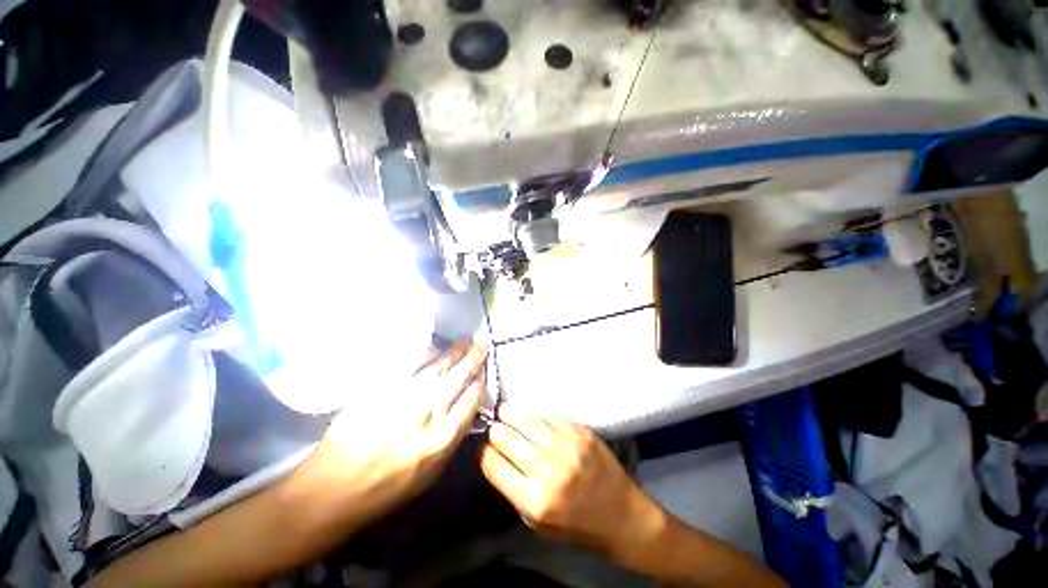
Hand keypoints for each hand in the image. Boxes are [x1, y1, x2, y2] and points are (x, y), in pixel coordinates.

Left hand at [296, 343, 486, 528]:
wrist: (336, 488)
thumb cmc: (388, 488)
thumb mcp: (432, 473)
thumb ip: (453, 438)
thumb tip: (467, 409)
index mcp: (444, 437)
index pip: (473, 398)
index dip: (480, 382)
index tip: (482, 375)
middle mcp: (430, 412)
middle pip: (460, 375)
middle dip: (474, 358)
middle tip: (481, 344)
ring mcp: (405, 396)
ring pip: (439, 365)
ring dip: (455, 350)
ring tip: (465, 341)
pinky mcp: (383, 388)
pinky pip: (411, 363)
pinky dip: (427, 353)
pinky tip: (435, 348)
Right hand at [480, 405, 665, 559]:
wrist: (622, 515)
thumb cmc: (577, 525)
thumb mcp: (538, 522)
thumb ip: (515, 489)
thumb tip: (497, 457)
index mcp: (534, 499)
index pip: (494, 465)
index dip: (484, 453)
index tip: (484, 447)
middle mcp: (548, 469)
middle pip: (508, 439)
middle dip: (495, 430)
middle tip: (493, 426)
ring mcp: (566, 446)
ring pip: (528, 421)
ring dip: (511, 414)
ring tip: (504, 410)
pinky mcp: (581, 432)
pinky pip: (550, 415)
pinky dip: (537, 414)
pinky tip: (531, 414)